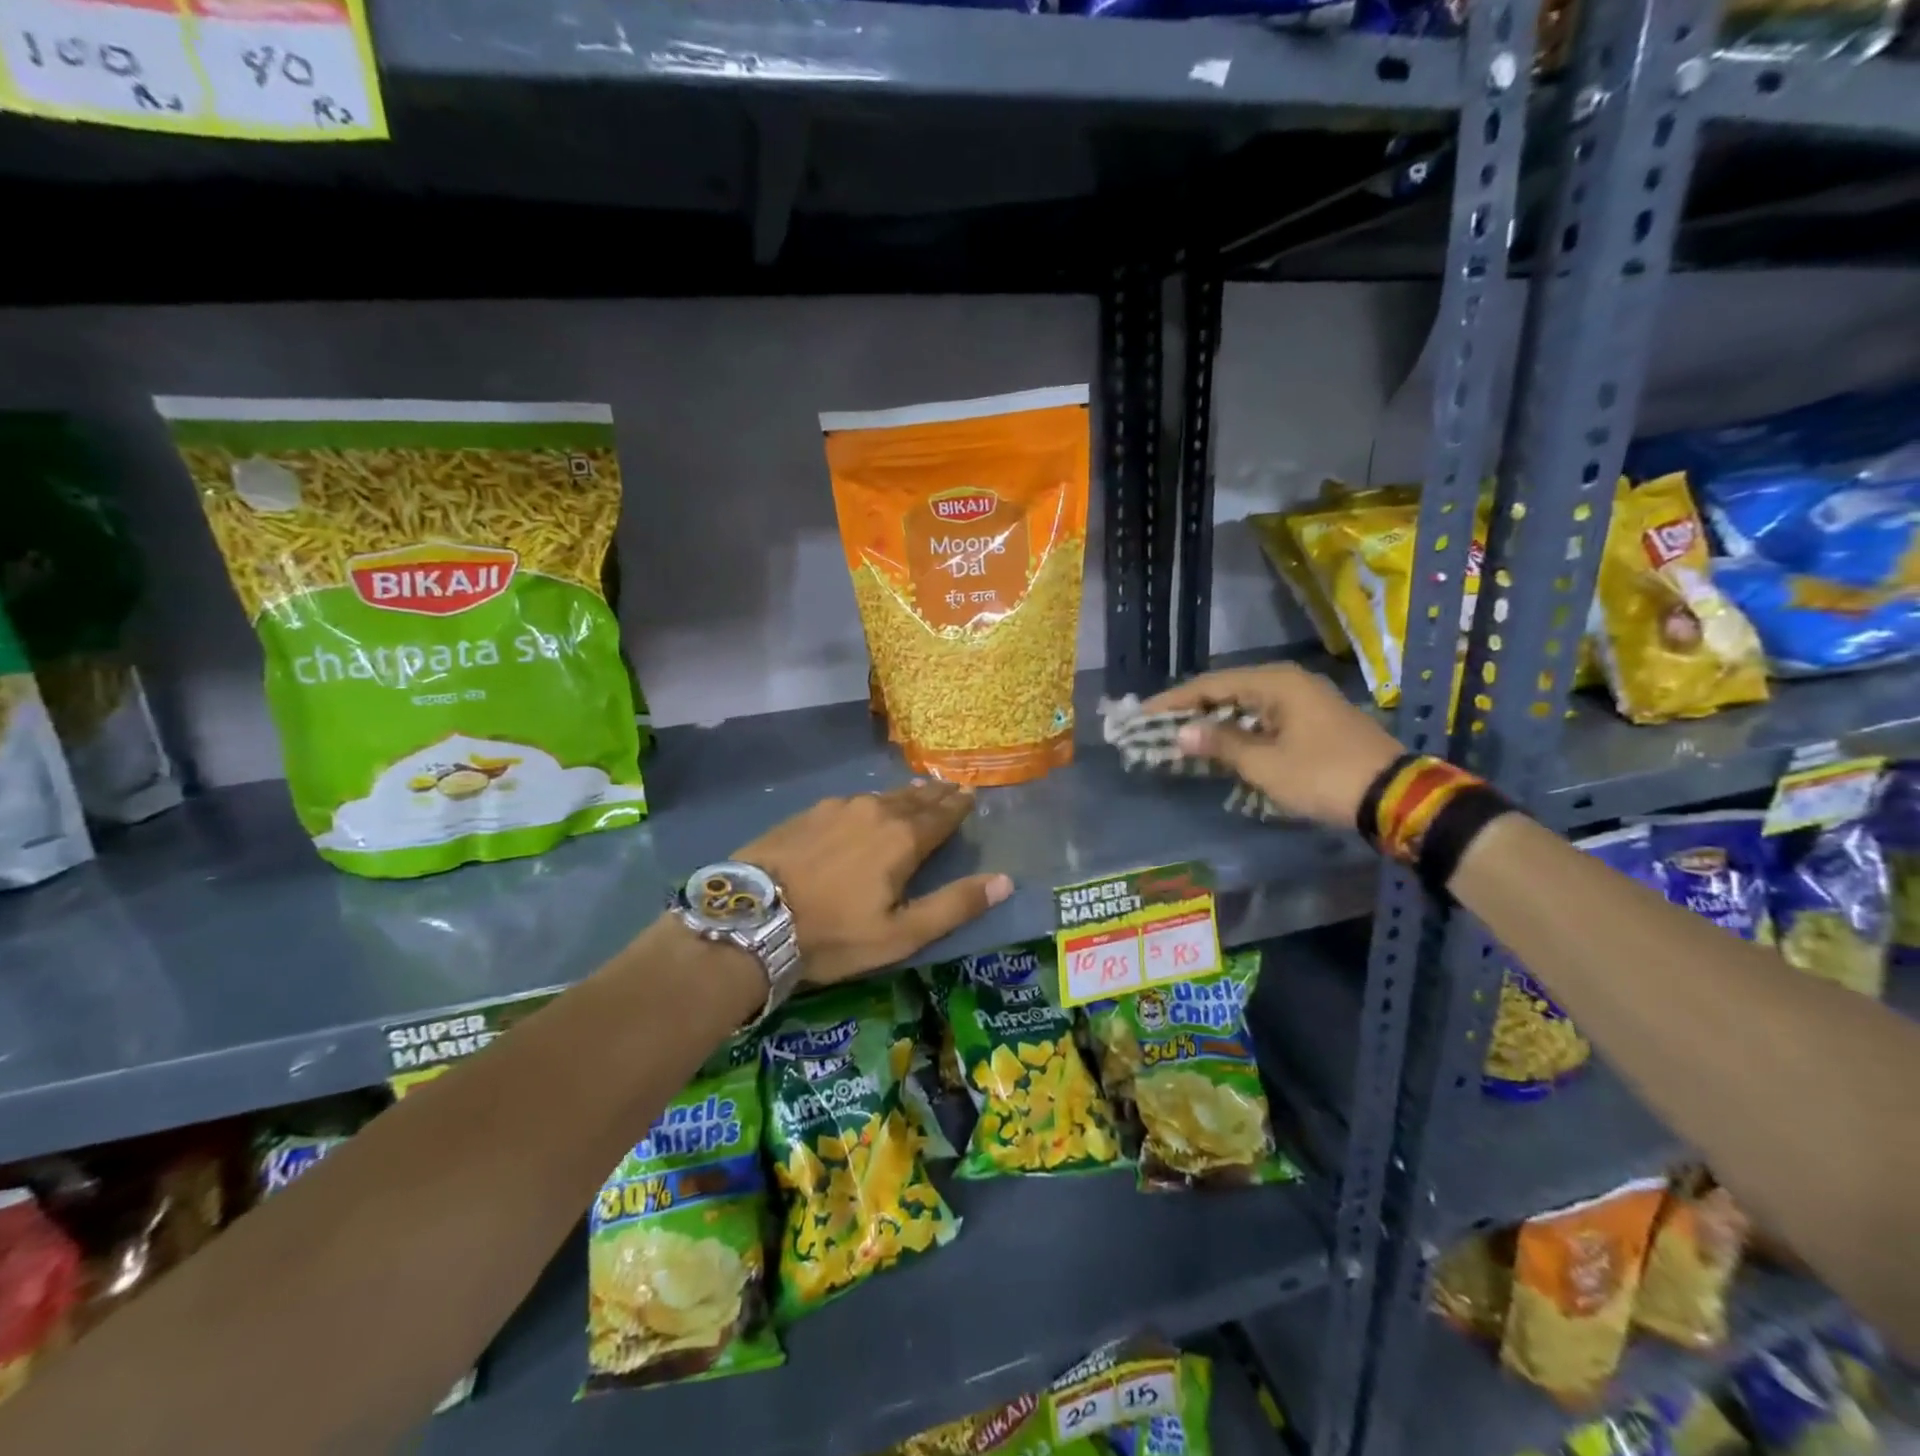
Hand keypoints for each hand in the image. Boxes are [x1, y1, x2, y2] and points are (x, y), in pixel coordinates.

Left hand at [732, 781, 1012, 985]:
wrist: (752, 917)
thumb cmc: (833, 933)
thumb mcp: (901, 933)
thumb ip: (954, 905)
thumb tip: (1005, 880)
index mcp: (903, 839)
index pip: (942, 815)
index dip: (959, 805)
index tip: (971, 794)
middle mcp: (875, 811)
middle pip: (915, 798)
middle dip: (936, 794)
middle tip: (951, 787)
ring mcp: (838, 807)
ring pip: (882, 796)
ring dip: (904, 795)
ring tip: (916, 792)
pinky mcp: (808, 812)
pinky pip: (852, 801)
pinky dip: (870, 802)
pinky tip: (865, 807)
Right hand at [1142, 664, 1403, 830]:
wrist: (1395, 796)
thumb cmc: (1323, 775)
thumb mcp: (1265, 764)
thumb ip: (1220, 744)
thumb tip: (1181, 733)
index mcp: (1275, 683)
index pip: (1210, 685)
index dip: (1174, 701)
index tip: (1142, 715)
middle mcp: (1289, 683)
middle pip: (1227, 691)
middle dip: (1192, 710)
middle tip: (1157, 726)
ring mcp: (1305, 701)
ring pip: (1246, 705)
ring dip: (1214, 722)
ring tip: (1182, 737)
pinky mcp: (1314, 721)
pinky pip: (1264, 718)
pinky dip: (1239, 731)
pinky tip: (1221, 746)